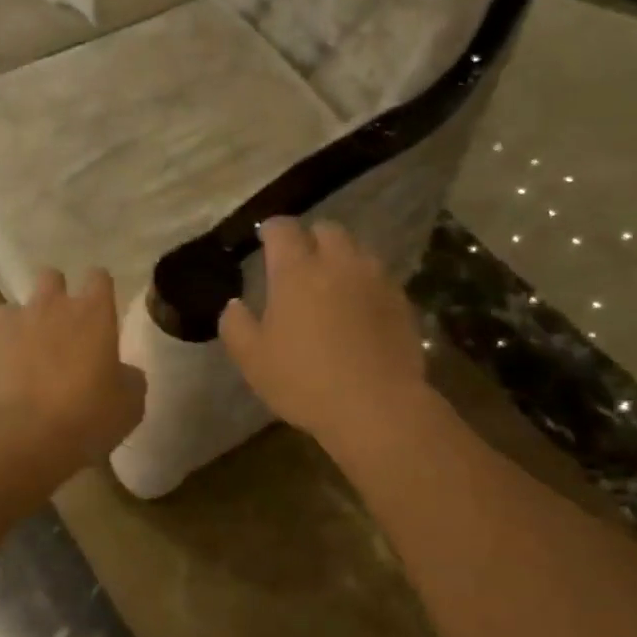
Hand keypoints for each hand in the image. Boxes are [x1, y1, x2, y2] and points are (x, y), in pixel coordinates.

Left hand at [0, 268, 145, 468]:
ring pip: (14, 309)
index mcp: (92, 314)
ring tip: (24, 361)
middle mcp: (49, 306)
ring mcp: (7, 322)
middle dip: (56, 296)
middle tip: (60, 330)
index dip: (100, 290)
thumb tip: (123, 372)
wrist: (16, 439)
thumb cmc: (84, 419)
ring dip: (22, 327)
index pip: (99, 278)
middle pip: (51, 278)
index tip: (100, 310)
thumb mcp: (129, 406)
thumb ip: (129, 379)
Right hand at [219, 218, 429, 446]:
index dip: (271, 230)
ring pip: (357, 251)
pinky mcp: (401, 301)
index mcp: (296, 271)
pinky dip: (365, 285)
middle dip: (310, 239)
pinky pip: (379, 278)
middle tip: (300, 264)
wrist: (377, 407)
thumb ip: (236, 325)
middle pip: (326, 230)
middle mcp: (338, 263)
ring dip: (341, 259)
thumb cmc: (305, 381)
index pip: (282, 229)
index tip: (265, 240)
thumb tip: (235, 304)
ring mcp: (375, 279)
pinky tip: (359, 311)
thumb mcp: (253, 360)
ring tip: (332, 286)